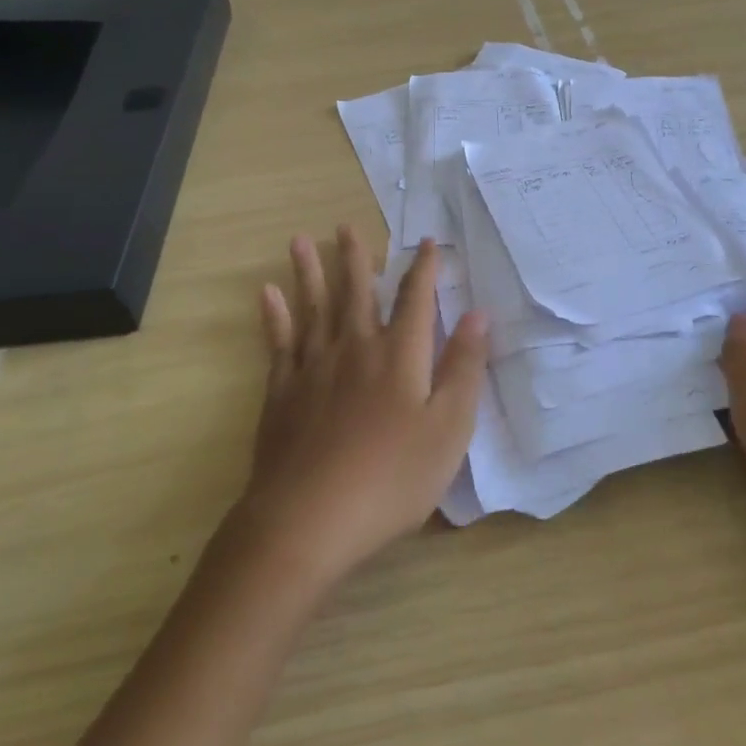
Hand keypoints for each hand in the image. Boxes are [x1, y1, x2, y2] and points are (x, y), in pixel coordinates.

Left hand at [233, 227, 488, 587]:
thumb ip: (464, 368)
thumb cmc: (391, 478)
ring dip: (309, 271)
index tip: (428, 243)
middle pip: (357, 292)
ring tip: (301, 240)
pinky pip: (278, 341)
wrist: (308, 520)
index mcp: (400, 355)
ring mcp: (313, 367)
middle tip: (347, 226)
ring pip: (313, 306)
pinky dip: (273, 315)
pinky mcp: (281, 391)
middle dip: (356, 258)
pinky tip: (267, 294)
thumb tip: (478, 315)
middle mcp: (356, 347)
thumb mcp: (448, 429)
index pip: (416, 299)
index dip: (424, 269)